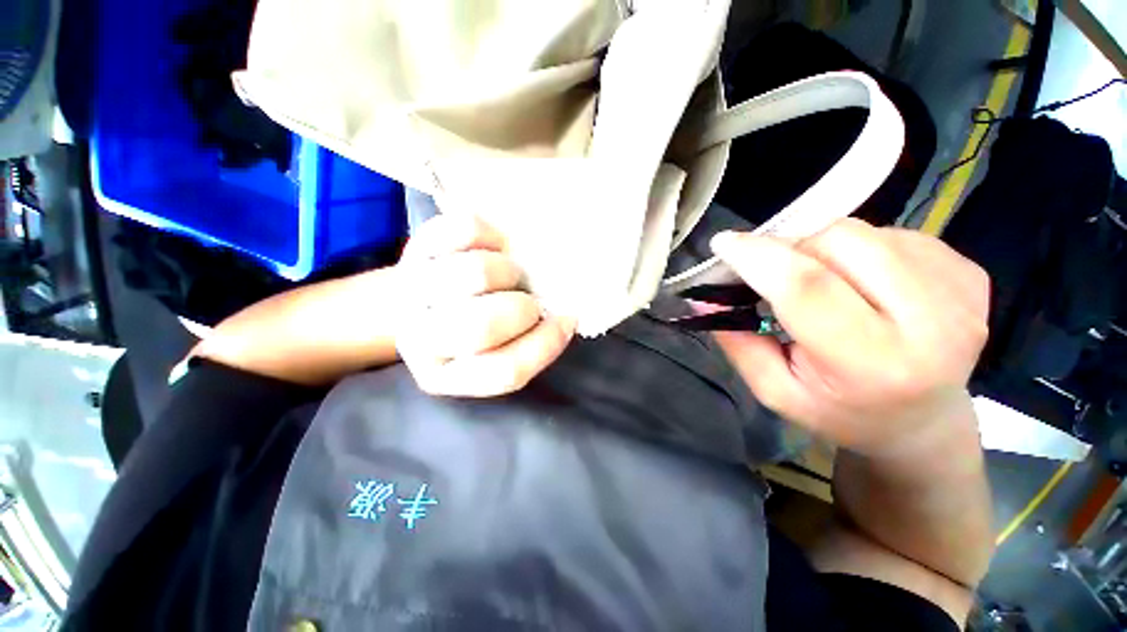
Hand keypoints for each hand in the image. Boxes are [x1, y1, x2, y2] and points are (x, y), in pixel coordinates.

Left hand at [392, 214, 576, 396]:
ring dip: (508, 271)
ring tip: (508, 274)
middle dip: (521, 309)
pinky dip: (494, 236)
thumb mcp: (497, 348)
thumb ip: (529, 343)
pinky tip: (493, 249)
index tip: (567, 320)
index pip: (506, 371)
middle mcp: (421, 339)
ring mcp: (414, 289)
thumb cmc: (470, 326)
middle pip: (483, 326)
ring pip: (477, 273)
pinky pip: (468, 230)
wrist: (420, 297)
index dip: (547, 343)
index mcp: (445, 375)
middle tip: (527, 300)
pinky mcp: (417, 245)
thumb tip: (566, 316)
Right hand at [708, 218, 988, 456]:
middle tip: (776, 273)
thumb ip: (737, 342)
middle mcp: (930, 323)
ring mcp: (959, 294)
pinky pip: (895, 234)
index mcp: (872, 364)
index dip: (759, 258)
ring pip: (866, 231)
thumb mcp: (774, 391)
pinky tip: (863, 283)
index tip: (724, 245)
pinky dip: (862, 250)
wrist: (923, 423)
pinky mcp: (972, 274)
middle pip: (841, 241)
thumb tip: (706, 298)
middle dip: (792, 248)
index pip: (808, 288)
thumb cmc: (839, 412)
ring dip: (825, 249)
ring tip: (824, 283)